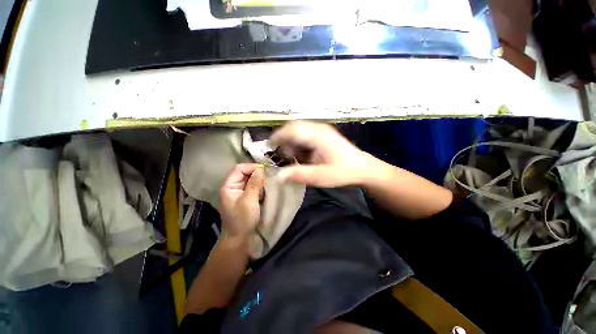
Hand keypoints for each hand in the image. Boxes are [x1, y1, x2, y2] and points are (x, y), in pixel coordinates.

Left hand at [219, 163, 264, 240]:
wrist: (239, 238)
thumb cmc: (242, 219)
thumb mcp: (249, 201)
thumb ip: (254, 184)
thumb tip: (261, 169)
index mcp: (229, 186)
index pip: (239, 168)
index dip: (252, 167)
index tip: (265, 170)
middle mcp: (233, 186)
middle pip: (245, 172)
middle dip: (257, 173)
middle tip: (268, 176)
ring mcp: (239, 191)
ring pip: (250, 179)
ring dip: (259, 180)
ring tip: (268, 182)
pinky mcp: (245, 196)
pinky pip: (253, 186)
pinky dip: (259, 186)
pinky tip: (265, 189)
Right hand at [271, 121, 375, 187]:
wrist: (363, 169)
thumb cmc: (343, 172)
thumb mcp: (321, 177)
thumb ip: (300, 175)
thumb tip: (278, 176)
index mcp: (318, 136)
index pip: (293, 129)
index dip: (278, 136)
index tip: (268, 146)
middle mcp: (319, 129)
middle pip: (295, 127)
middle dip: (283, 138)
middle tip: (278, 153)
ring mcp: (322, 131)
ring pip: (299, 130)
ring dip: (291, 141)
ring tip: (289, 156)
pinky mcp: (323, 135)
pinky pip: (306, 135)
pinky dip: (298, 143)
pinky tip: (300, 154)